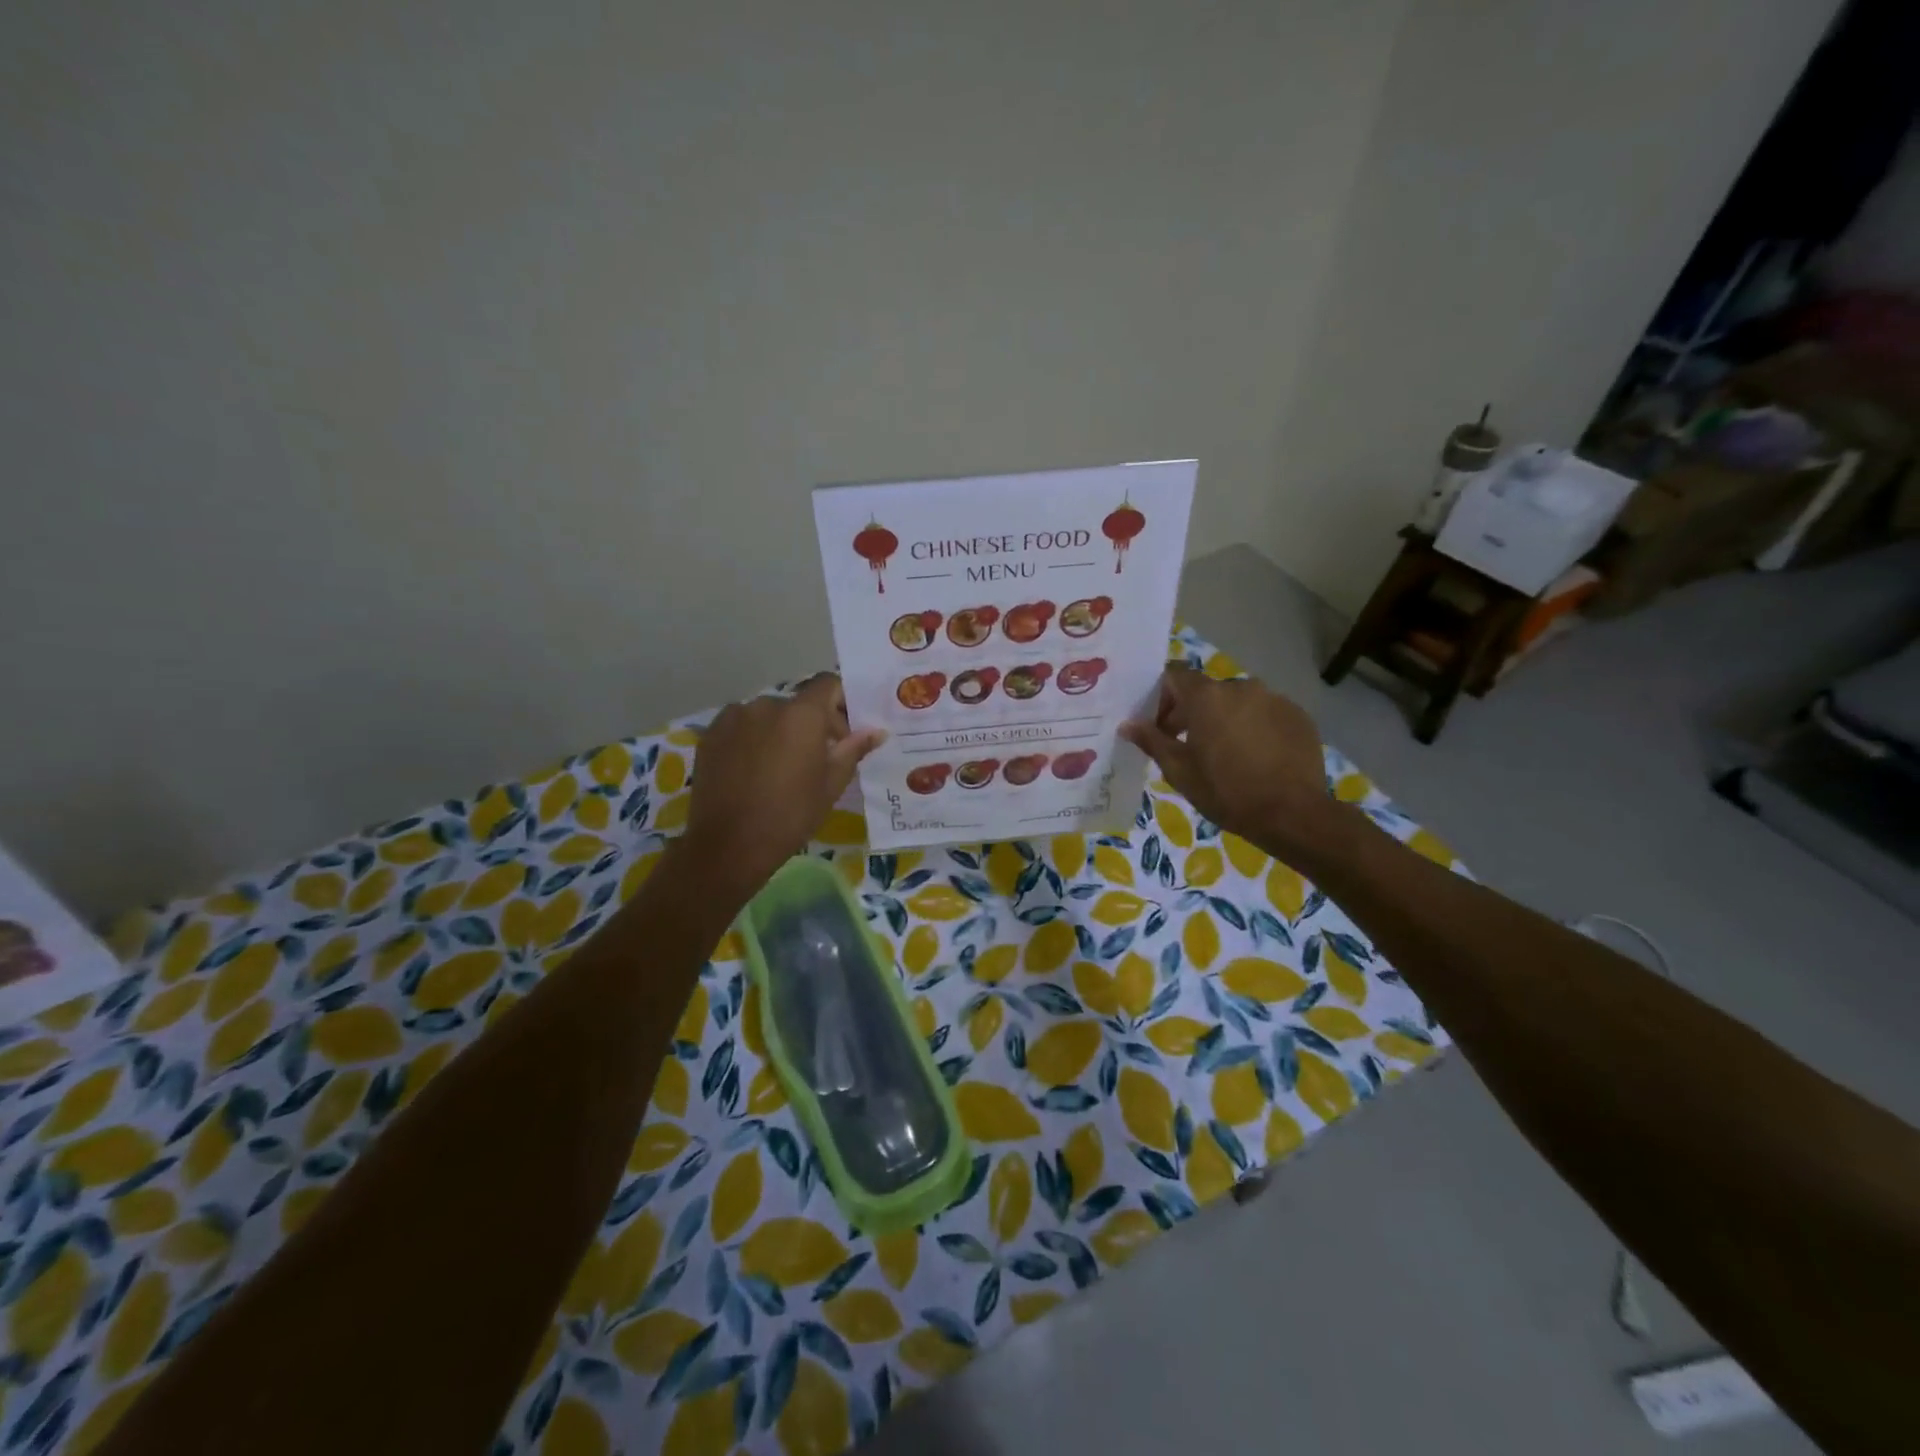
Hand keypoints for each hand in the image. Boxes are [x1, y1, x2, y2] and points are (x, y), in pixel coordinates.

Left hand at [681, 675, 884, 894]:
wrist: (729, 845)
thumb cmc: (791, 815)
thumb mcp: (831, 784)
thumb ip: (854, 749)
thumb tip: (877, 731)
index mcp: (802, 714)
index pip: (827, 684)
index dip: (841, 702)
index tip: (845, 733)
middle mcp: (767, 704)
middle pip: (798, 703)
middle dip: (812, 724)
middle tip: (818, 758)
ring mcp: (734, 717)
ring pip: (768, 715)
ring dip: (780, 731)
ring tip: (780, 767)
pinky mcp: (710, 735)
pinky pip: (741, 726)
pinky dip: (752, 739)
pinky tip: (752, 770)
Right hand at [1119, 666, 1338, 860]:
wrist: (1293, 814)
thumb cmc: (1226, 791)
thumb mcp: (1179, 770)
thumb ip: (1151, 741)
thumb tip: (1127, 724)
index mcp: (1207, 696)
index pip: (1174, 676)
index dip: (1161, 697)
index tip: (1159, 726)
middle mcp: (1241, 687)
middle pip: (1207, 691)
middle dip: (1192, 713)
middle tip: (1187, 747)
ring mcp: (1274, 699)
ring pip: (1238, 703)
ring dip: (1224, 720)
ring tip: (1225, 755)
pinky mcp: (1298, 716)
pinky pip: (1265, 714)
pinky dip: (1254, 728)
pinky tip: (1256, 758)